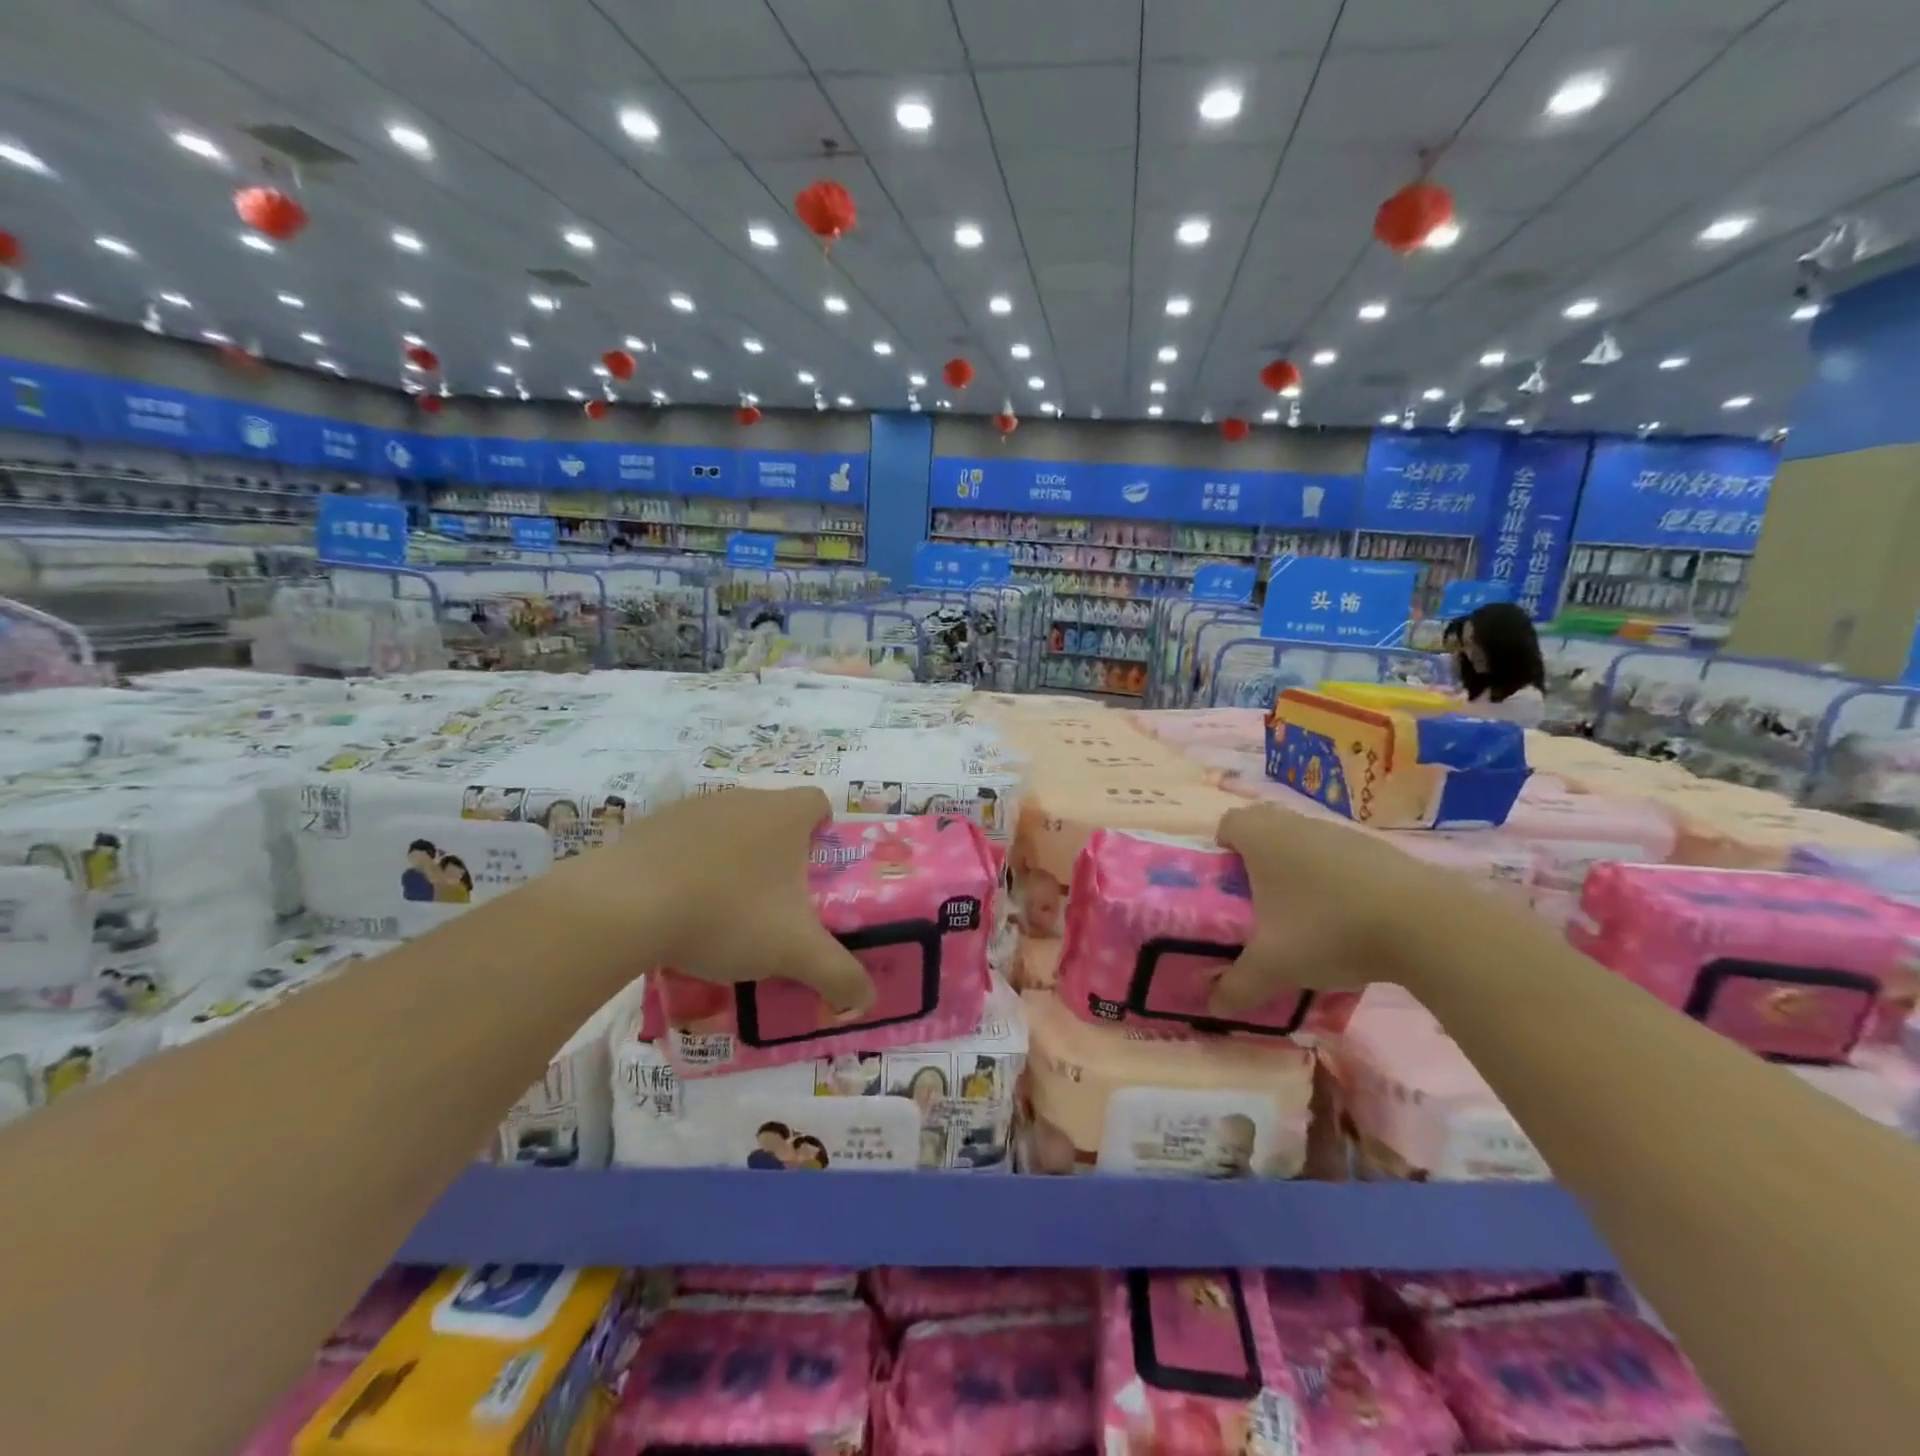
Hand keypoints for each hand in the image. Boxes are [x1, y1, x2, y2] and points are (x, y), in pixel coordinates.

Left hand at [547, 787, 874, 1013]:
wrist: (624, 906)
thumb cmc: (727, 915)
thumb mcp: (793, 952)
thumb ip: (838, 974)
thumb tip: (868, 1001)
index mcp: (784, 815)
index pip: (819, 803)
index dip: (824, 831)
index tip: (816, 870)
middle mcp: (743, 798)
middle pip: (774, 815)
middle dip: (779, 852)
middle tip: (776, 901)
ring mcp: (694, 807)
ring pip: (729, 827)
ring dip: (733, 857)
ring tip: (724, 909)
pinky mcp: (651, 824)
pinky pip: (685, 839)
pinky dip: (690, 863)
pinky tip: (678, 904)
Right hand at [1207, 803, 1458, 1015]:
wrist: (1425, 925)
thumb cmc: (1328, 930)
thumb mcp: (1273, 966)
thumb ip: (1237, 986)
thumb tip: (1214, 1006)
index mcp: (1262, 838)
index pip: (1228, 824)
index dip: (1222, 850)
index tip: (1227, 884)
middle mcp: (1298, 825)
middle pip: (1266, 829)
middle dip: (1258, 861)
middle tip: (1259, 902)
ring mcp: (1342, 833)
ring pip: (1305, 843)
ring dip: (1299, 870)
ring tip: (1305, 916)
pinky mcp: (1379, 851)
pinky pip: (1341, 858)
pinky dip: (1337, 880)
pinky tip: (1348, 919)